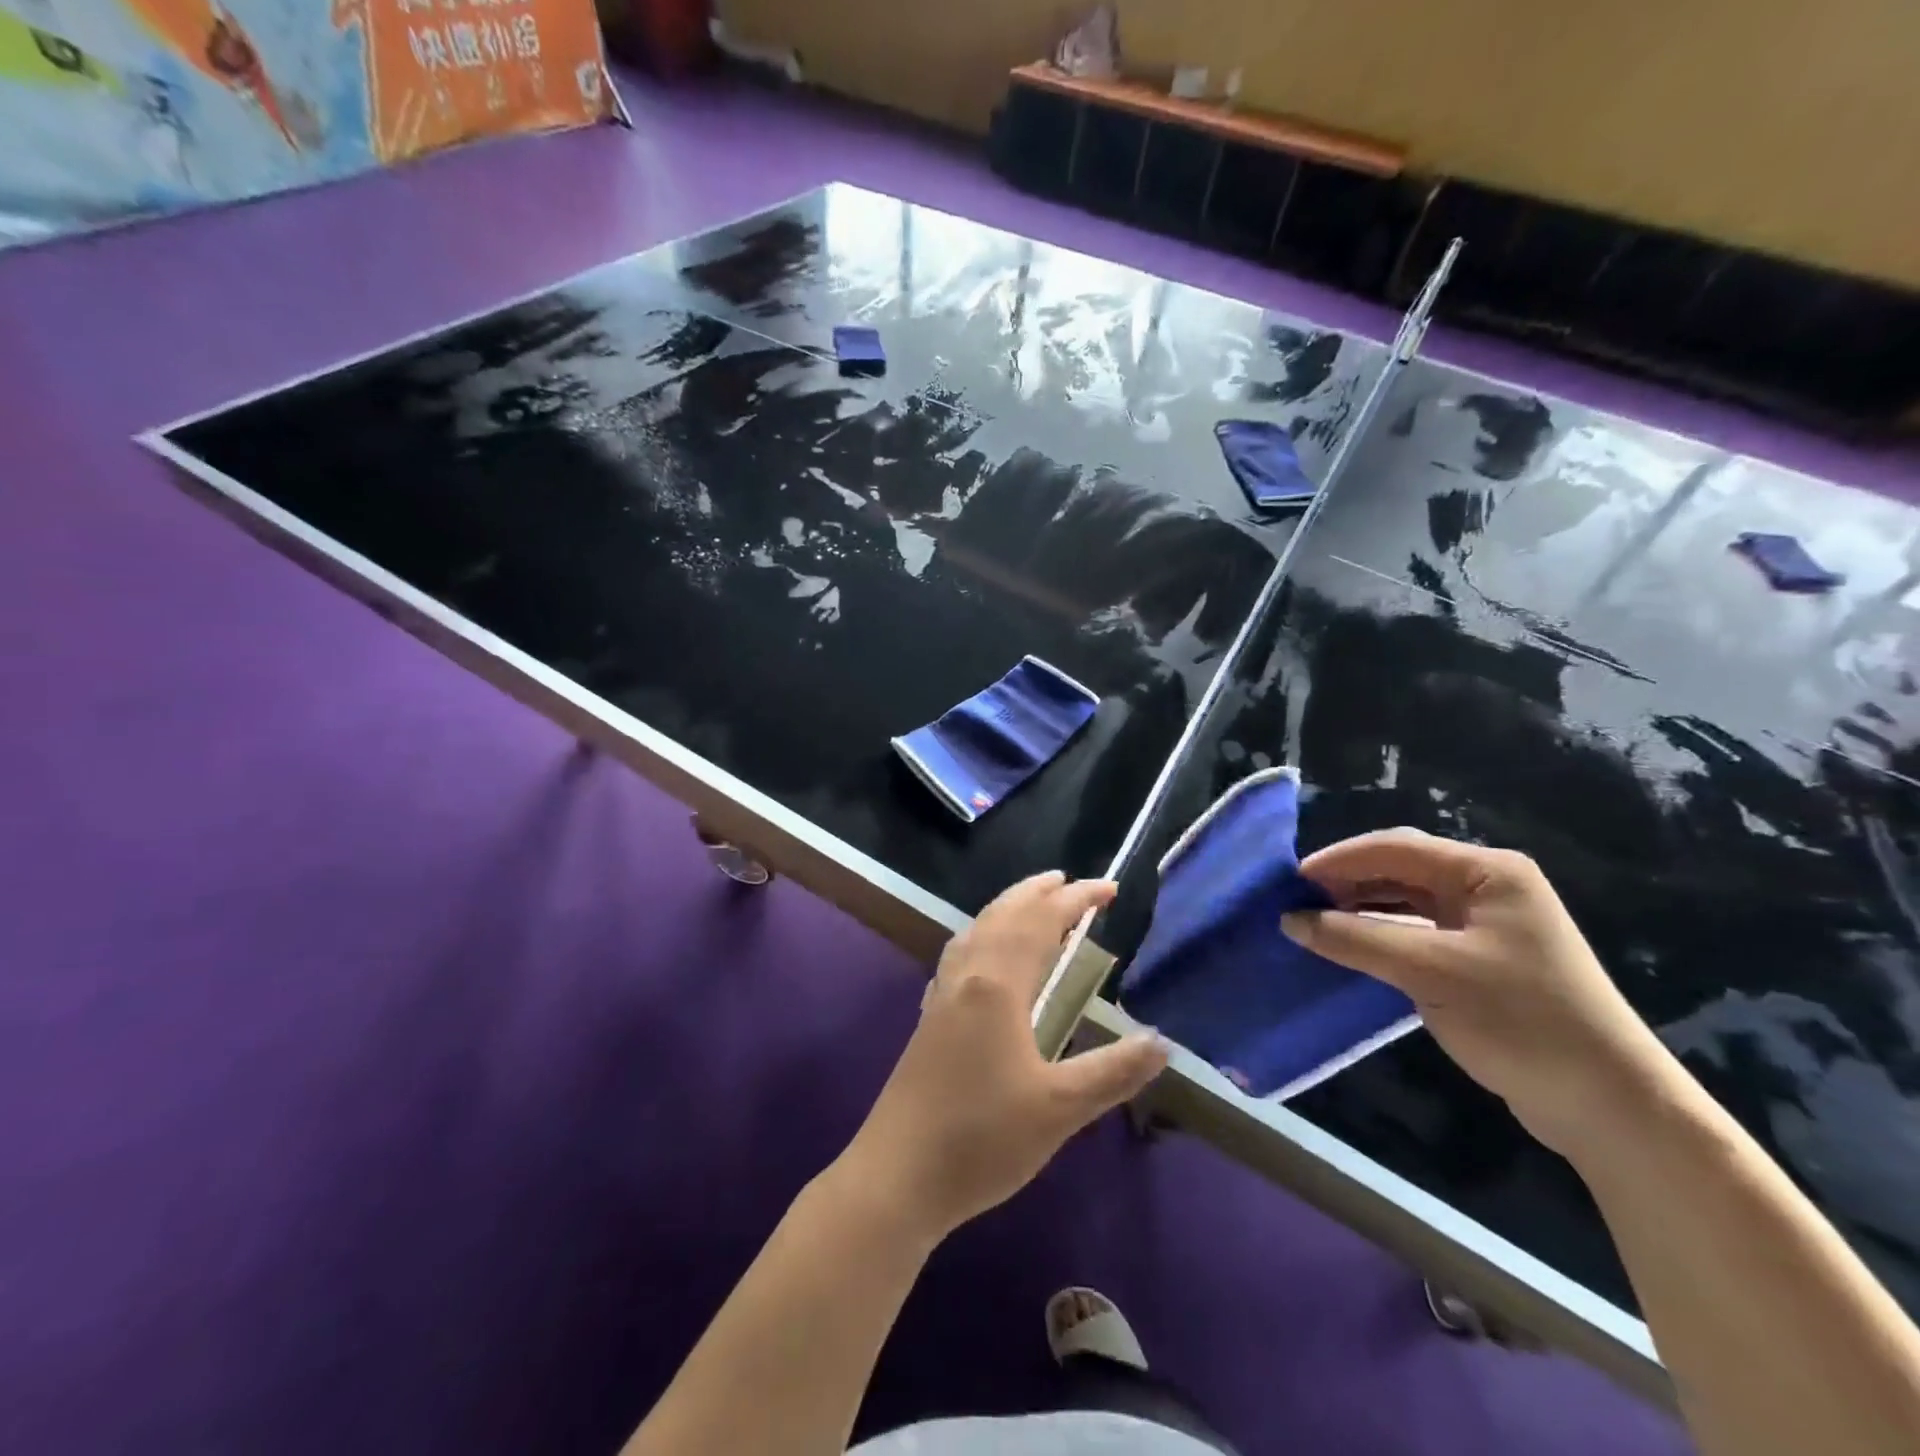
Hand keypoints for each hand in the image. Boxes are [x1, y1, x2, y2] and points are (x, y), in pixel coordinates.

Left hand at [841, 873, 1168, 1242]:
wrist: (897, 1175)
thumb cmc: (981, 1139)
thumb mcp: (1059, 1109)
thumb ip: (1113, 1072)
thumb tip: (1162, 1043)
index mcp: (997, 985)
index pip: (1041, 921)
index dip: (1076, 899)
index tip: (1109, 889)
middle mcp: (967, 976)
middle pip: (1004, 914)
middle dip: (1039, 892)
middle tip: (1071, 882)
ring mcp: (942, 995)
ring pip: (977, 930)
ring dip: (1008, 908)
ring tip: (1034, 905)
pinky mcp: (930, 1018)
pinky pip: (961, 953)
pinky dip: (984, 934)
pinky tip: (986, 956)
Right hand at [1281, 828, 1675, 1156]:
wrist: (1611, 1107)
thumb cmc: (1522, 1020)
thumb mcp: (1428, 971)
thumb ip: (1355, 939)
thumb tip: (1290, 920)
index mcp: (1487, 872)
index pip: (1395, 848)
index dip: (1338, 860)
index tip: (1289, 882)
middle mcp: (1488, 888)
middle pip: (1399, 870)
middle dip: (1346, 882)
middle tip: (1296, 903)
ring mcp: (1487, 926)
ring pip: (1406, 902)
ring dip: (1360, 909)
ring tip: (1313, 924)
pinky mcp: (1481, 962)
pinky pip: (1417, 933)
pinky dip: (1380, 937)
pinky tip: (1350, 949)